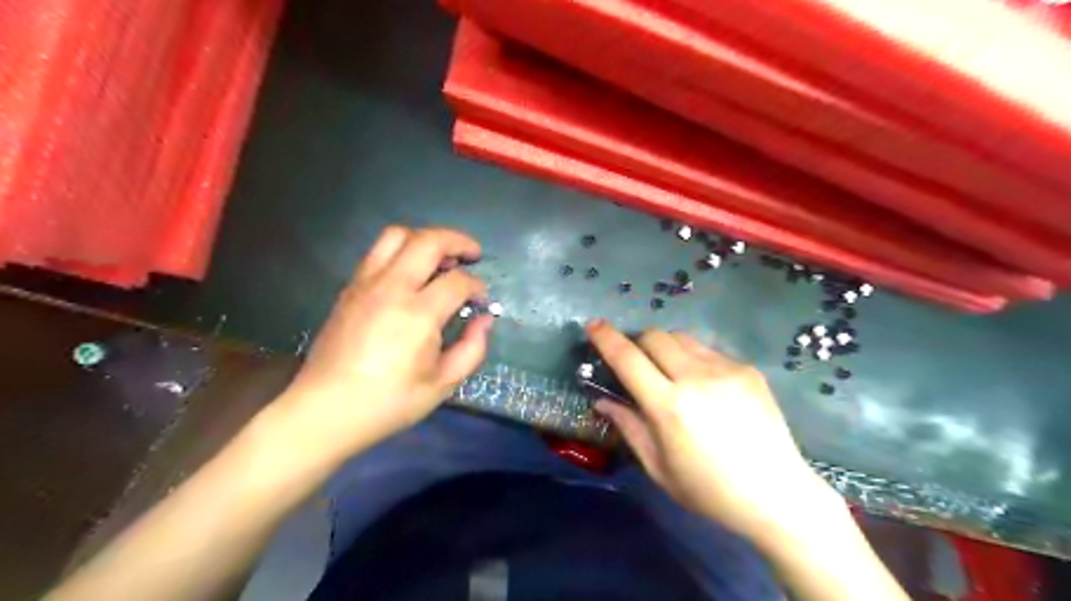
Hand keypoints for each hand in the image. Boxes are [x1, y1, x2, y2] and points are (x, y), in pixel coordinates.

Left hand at [276, 224, 491, 463]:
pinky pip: (378, 252)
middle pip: (429, 241)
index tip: (481, 301)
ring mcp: (366, 284)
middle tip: (473, 254)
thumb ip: (472, 349)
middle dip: (458, 241)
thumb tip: (484, 320)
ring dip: (426, 239)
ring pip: (397, 235)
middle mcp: (391, 288)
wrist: (325, 410)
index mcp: (418, 315)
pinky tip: (411, 274)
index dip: (477, 287)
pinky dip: (402, 251)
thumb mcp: (442, 385)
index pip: (457, 281)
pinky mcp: (349, 288)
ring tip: (440, 258)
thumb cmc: (388, 402)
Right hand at [590, 321, 840, 541]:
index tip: (593, 325)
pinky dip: (694, 359)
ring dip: (665, 347)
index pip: (627, 358)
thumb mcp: (658, 467)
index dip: (606, 338)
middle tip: (637, 363)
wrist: (776, 494)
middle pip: (654, 336)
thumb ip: (628, 426)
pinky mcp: (747, 369)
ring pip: (682, 338)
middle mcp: (695, 378)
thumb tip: (602, 400)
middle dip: (638, 342)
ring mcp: (725, 370)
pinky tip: (704, 386)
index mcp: (669, 406)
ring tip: (670, 371)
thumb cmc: (708, 490)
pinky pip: (708, 350)